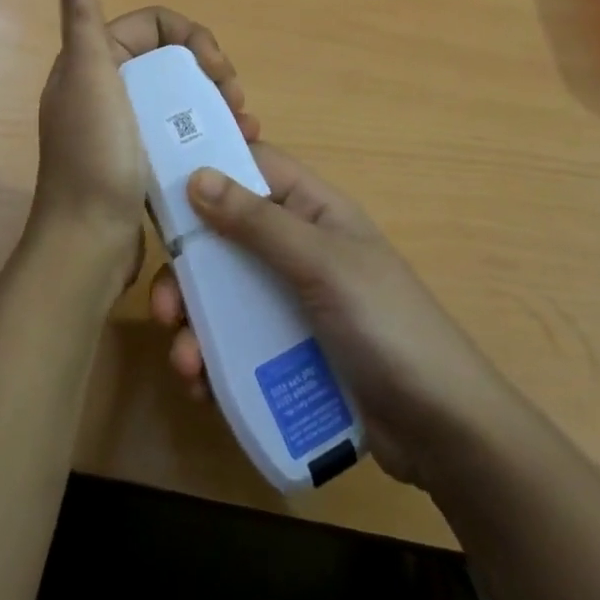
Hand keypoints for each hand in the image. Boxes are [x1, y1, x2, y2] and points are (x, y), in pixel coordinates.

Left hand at [31, 0, 256, 292]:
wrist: (88, 243)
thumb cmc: (96, 157)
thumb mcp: (90, 81)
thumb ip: (85, 27)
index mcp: (93, 63)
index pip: (153, 26)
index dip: (192, 37)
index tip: (218, 70)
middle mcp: (105, 88)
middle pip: (171, 60)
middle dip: (210, 72)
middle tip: (236, 101)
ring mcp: (123, 126)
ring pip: (178, 96)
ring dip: (214, 103)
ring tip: (244, 127)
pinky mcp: (138, 159)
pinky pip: (177, 131)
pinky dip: (204, 131)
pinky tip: (232, 147)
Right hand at [149, 145, 498, 489]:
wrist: (443, 431)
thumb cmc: (387, 326)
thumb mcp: (322, 265)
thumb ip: (259, 222)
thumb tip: (196, 174)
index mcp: (312, 211)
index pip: (252, 168)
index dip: (207, 168)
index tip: (156, 186)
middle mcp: (296, 249)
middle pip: (224, 239)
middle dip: (188, 270)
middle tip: (164, 306)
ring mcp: (289, 303)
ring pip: (223, 296)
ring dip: (194, 324)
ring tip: (185, 362)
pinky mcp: (286, 352)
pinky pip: (235, 343)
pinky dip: (211, 360)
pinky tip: (201, 386)